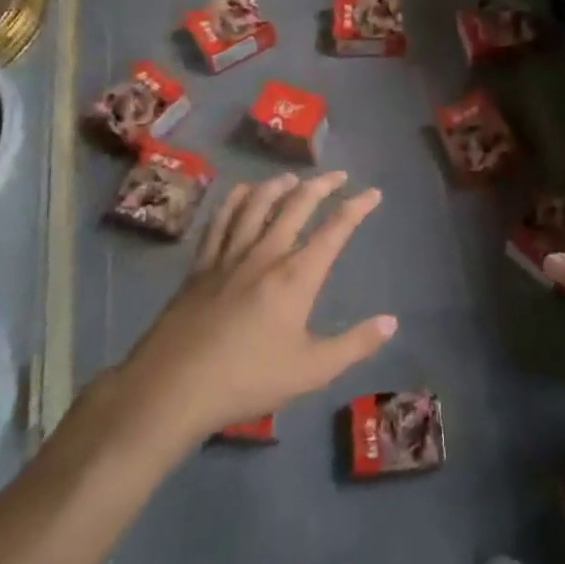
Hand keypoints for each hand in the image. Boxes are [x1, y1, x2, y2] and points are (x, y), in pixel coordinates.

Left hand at [112, 171, 395, 446]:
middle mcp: (265, 255)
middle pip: (296, 206)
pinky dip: (235, 200)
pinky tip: (242, 192)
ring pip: (257, 205)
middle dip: (321, 185)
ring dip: (279, 185)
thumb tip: (391, 321)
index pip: (334, 231)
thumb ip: (355, 344)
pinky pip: (220, 220)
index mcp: (296, 277)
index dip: (357, 208)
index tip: (372, 193)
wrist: (173, 388)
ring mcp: (229, 256)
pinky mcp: (201, 266)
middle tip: (338, 175)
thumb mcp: (312, 370)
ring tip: (293, 177)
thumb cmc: (248, 380)